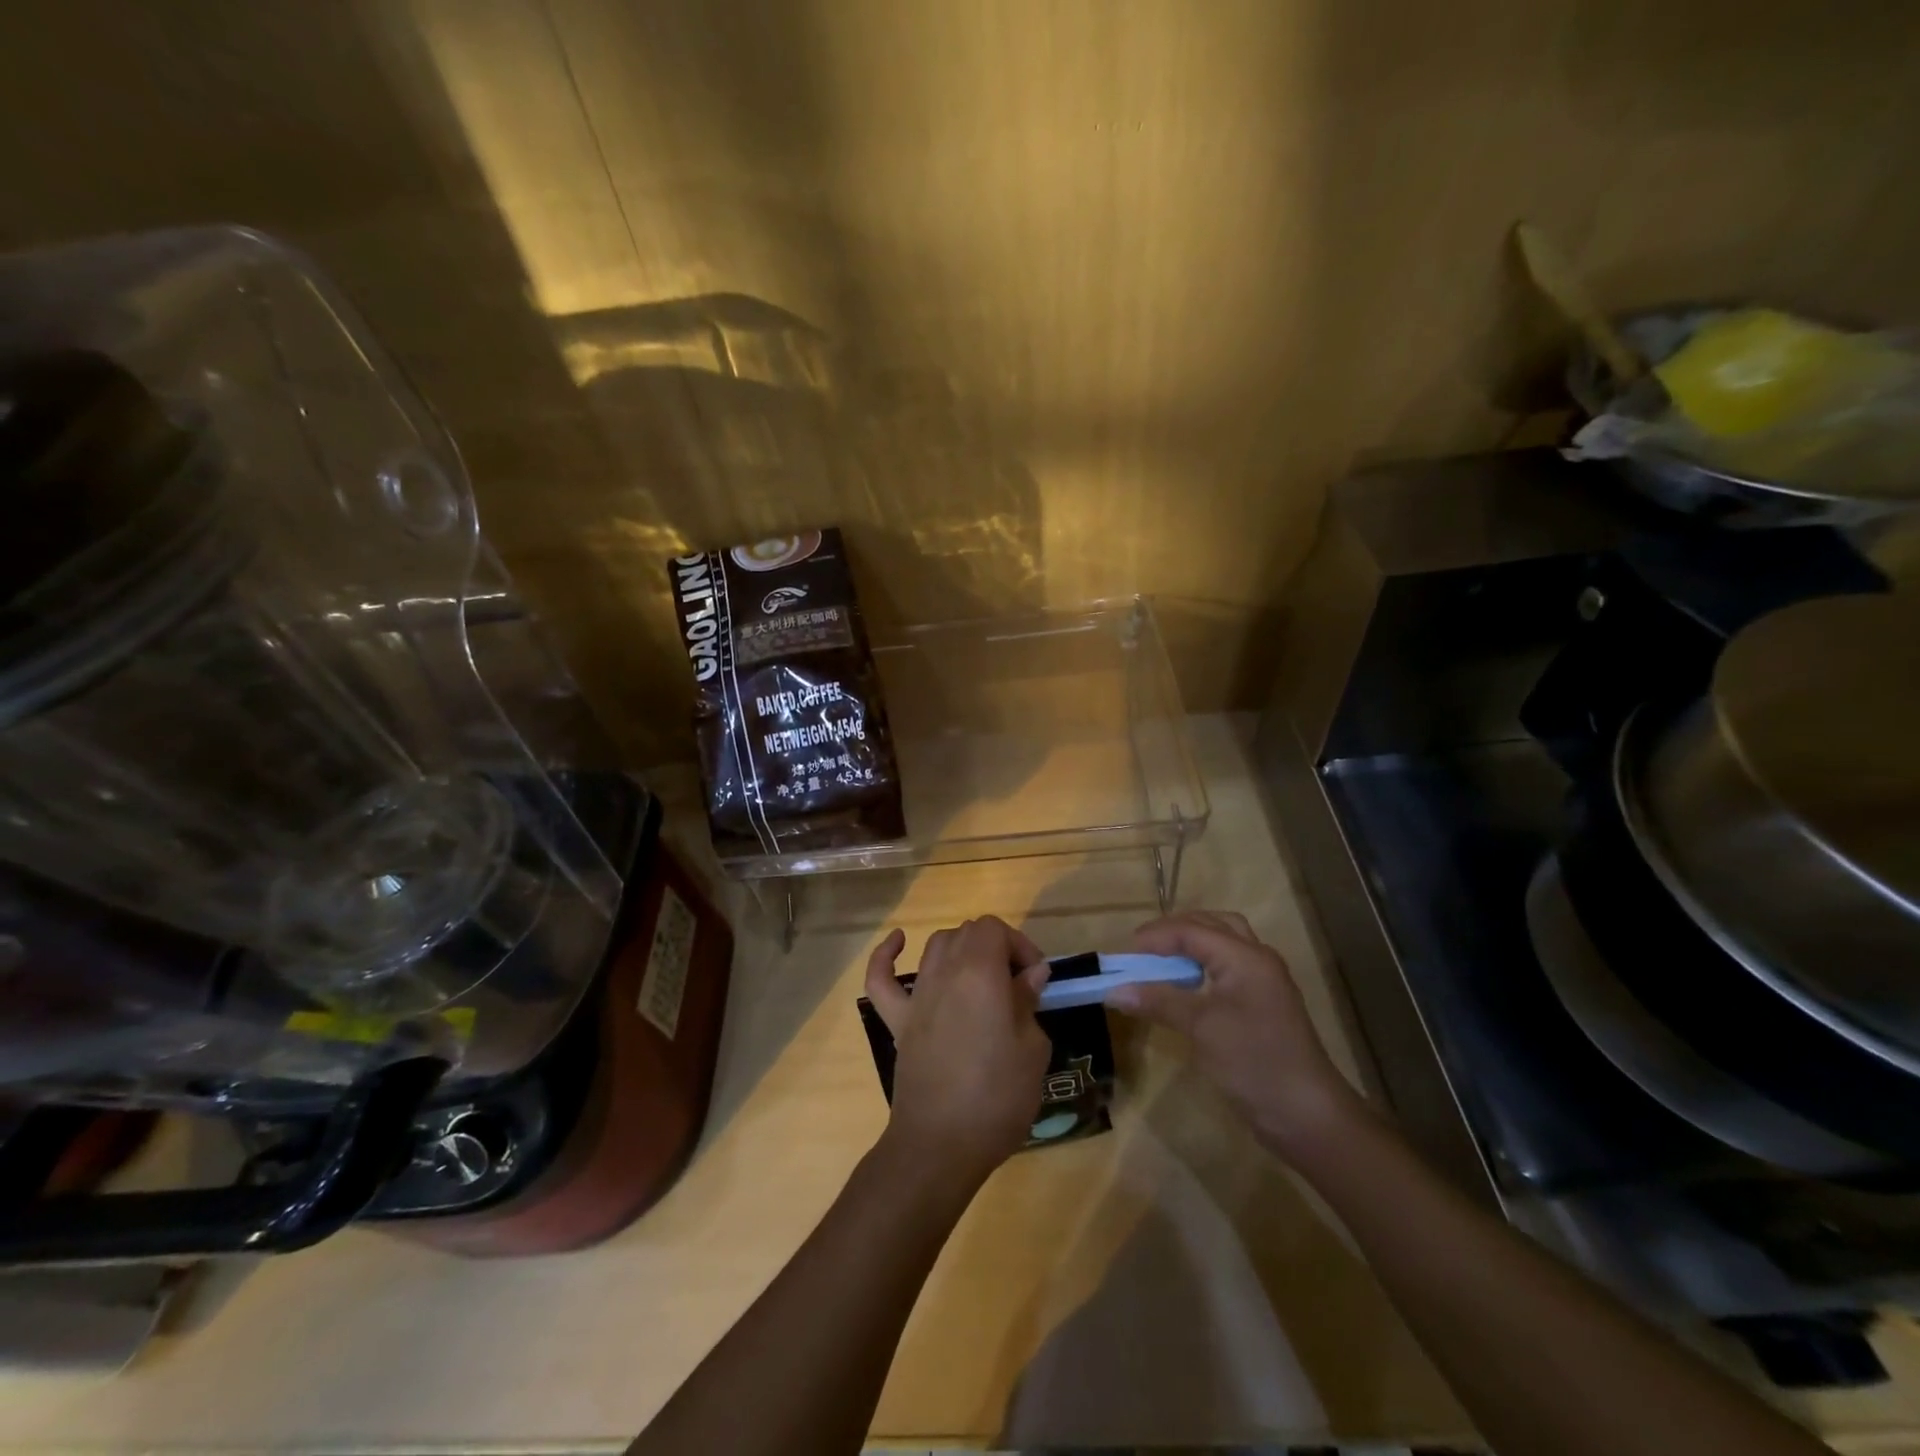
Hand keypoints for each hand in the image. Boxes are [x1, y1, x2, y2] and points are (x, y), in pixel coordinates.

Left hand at [863, 917, 1052, 1186]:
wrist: (941, 1145)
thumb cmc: (996, 1096)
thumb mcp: (1032, 1050)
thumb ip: (1028, 1002)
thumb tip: (1030, 974)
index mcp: (980, 972)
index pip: (994, 928)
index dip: (1018, 944)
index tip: (1036, 978)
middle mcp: (944, 972)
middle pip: (967, 933)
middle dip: (996, 947)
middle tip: (1016, 984)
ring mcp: (916, 996)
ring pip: (935, 946)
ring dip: (960, 949)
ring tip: (980, 975)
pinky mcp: (897, 1021)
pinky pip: (881, 978)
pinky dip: (886, 956)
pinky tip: (899, 943)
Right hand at [1106, 911, 1368, 1160]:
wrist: (1307, 1116)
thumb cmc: (1254, 1062)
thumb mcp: (1202, 1028)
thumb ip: (1159, 1001)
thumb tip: (1114, 991)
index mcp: (1246, 957)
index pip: (1192, 930)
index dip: (1156, 937)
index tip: (1124, 954)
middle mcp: (1257, 960)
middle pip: (1213, 925)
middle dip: (1175, 931)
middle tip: (1143, 949)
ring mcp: (1263, 983)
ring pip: (1223, 944)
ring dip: (1191, 945)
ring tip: (1161, 962)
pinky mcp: (1262, 1005)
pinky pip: (1228, 968)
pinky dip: (1202, 966)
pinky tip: (1184, 987)